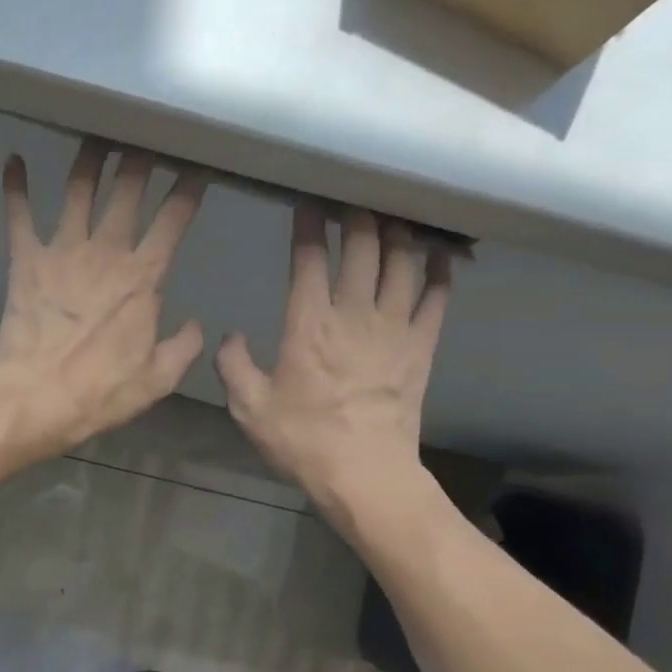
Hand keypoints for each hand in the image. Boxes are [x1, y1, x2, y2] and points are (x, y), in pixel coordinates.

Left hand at [0, 139, 205, 457]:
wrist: (36, 400)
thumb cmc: (101, 393)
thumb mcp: (159, 379)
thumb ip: (184, 346)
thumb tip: (195, 325)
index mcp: (143, 278)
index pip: (173, 220)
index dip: (188, 189)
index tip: (196, 167)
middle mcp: (105, 252)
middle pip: (127, 191)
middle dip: (140, 159)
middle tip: (146, 137)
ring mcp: (62, 252)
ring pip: (78, 190)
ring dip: (89, 160)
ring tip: (97, 137)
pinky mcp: (25, 261)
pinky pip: (19, 216)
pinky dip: (15, 187)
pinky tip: (13, 160)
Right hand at [216, 202, 452, 512]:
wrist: (364, 474)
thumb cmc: (303, 441)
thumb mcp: (250, 408)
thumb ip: (234, 365)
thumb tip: (232, 336)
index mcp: (309, 324)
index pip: (310, 258)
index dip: (309, 224)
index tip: (308, 202)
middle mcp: (354, 314)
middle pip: (363, 246)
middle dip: (357, 214)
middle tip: (351, 197)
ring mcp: (394, 328)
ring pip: (402, 262)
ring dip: (397, 232)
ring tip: (391, 215)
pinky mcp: (421, 347)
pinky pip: (437, 298)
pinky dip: (439, 271)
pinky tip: (439, 254)